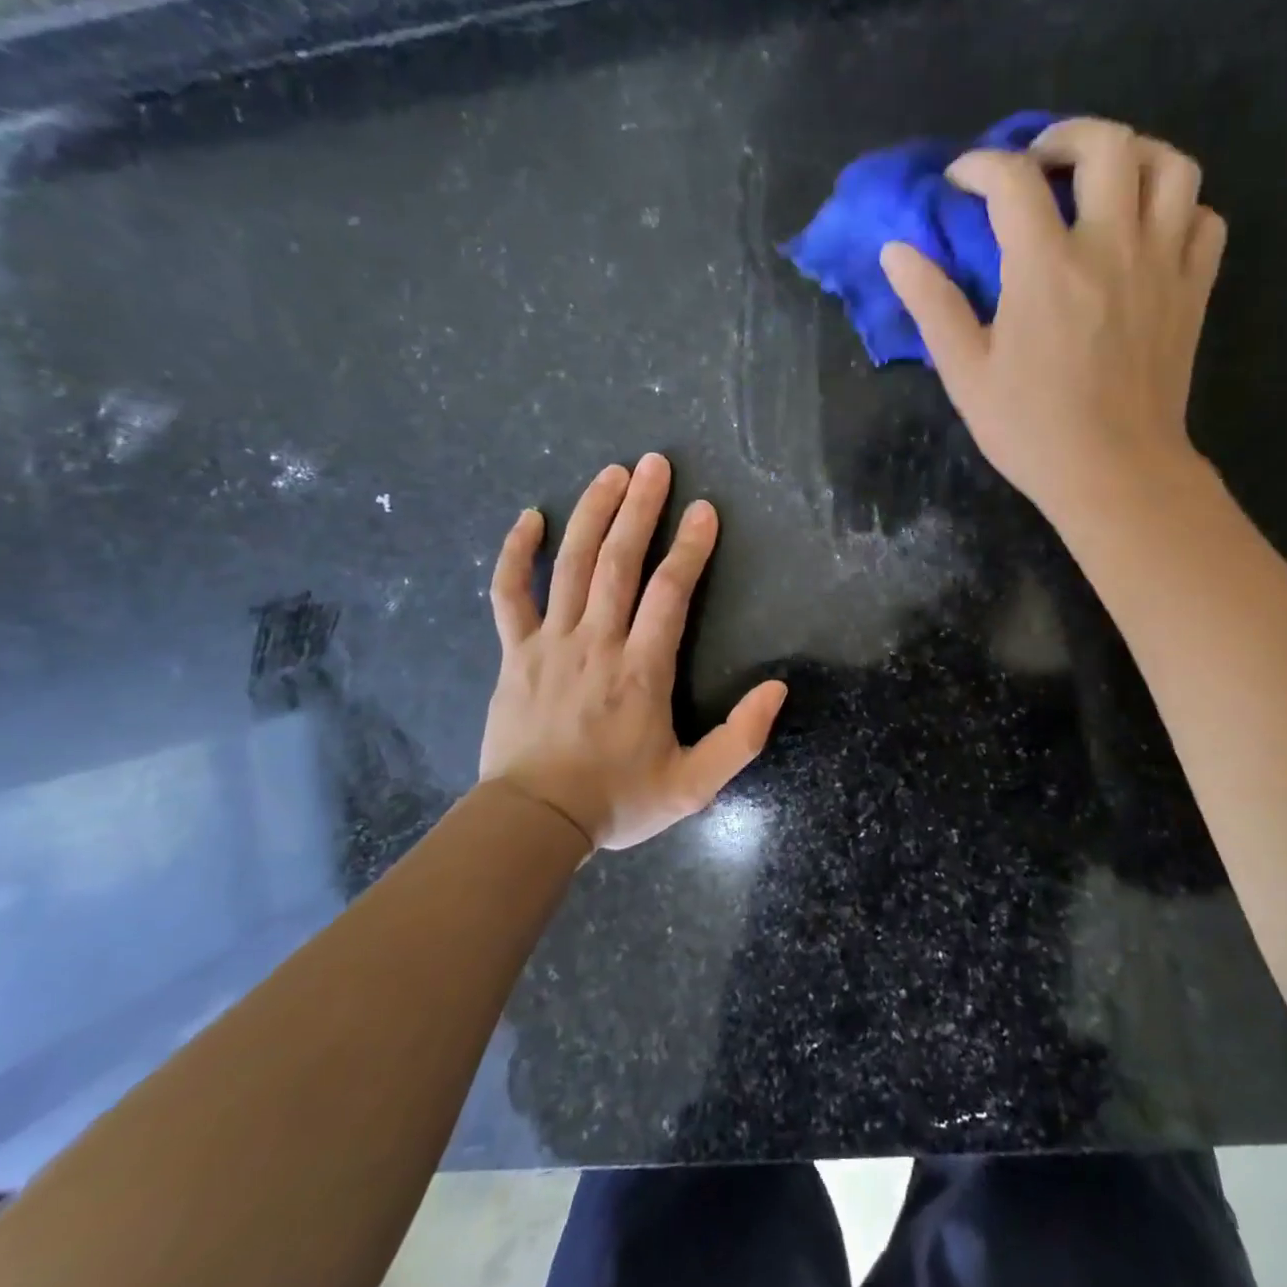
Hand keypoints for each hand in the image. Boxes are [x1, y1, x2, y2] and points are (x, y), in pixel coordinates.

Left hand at [479, 454, 787, 850]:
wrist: (532, 822)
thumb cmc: (617, 800)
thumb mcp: (693, 785)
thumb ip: (740, 739)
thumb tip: (777, 689)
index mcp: (641, 670)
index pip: (671, 592)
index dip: (690, 547)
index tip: (704, 510)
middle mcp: (597, 642)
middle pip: (620, 562)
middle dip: (641, 508)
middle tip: (655, 464)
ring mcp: (550, 643)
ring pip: (572, 565)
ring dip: (593, 514)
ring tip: (611, 473)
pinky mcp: (514, 652)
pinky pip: (509, 593)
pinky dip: (516, 553)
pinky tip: (530, 518)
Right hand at [880, 117, 1226, 524]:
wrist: (1115, 473)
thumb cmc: (1031, 429)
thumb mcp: (966, 373)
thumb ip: (932, 305)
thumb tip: (897, 251)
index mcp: (1046, 266)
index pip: (1012, 179)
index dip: (979, 166)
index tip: (960, 182)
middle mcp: (1112, 246)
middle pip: (1106, 143)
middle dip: (1063, 138)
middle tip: (1036, 166)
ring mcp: (1163, 263)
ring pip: (1171, 165)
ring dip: (1132, 156)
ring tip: (1100, 183)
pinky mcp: (1193, 289)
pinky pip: (1205, 217)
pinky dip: (1178, 207)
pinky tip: (1148, 231)